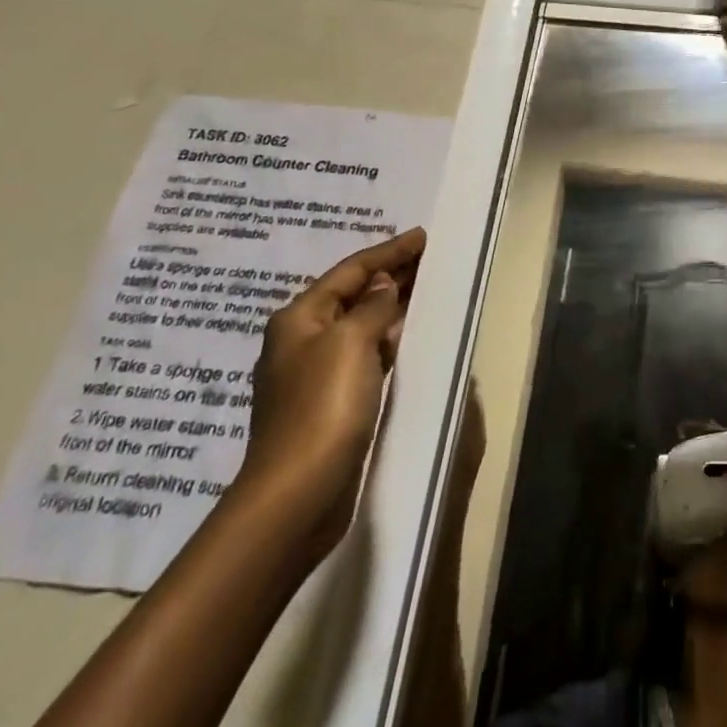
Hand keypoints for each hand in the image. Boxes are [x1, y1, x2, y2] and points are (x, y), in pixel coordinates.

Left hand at [233, 228, 426, 559]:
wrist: (298, 491)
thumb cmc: (323, 406)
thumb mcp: (350, 343)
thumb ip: (372, 307)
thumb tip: (383, 285)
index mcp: (299, 318)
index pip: (350, 271)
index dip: (388, 252)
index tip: (422, 236)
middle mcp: (301, 340)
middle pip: (351, 295)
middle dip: (389, 275)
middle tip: (429, 258)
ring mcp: (313, 373)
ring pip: (358, 325)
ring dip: (389, 306)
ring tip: (424, 290)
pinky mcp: (328, 401)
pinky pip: (363, 353)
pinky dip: (386, 338)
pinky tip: (406, 338)